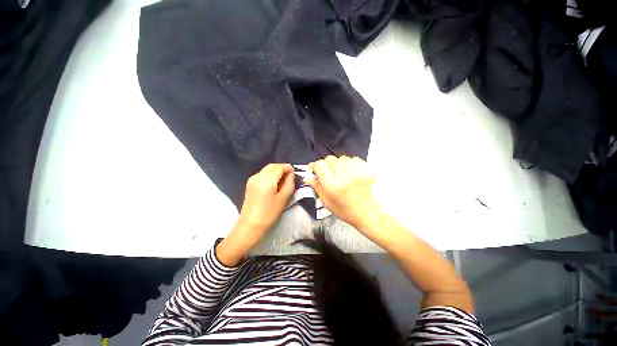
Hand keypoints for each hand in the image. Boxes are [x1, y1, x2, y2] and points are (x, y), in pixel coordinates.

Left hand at [217, 163, 294, 265]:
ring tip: (283, 180)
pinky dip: (270, 175)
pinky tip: (274, 183)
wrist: (250, 225)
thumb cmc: (269, 214)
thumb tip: (291, 175)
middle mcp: (258, 176)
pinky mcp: (250, 183)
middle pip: (272, 166)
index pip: (279, 167)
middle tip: (289, 176)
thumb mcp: (283, 199)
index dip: (287, 167)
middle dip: (282, 168)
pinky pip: (262, 174)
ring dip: (276, 171)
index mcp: (267, 180)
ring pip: (267, 169)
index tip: (294, 172)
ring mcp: (252, 179)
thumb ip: (289, 184)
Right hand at [304, 156, 380, 230]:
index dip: (314, 165)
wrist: (369, 214)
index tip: (314, 168)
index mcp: (333, 185)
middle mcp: (344, 175)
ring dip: (338, 163)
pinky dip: (350, 163)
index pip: (319, 165)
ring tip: (340, 172)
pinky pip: (354, 159)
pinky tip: (350, 171)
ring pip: (342, 157)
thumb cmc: (346, 211)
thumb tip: (308, 177)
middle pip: (330, 159)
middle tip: (328, 172)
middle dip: (326, 164)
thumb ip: (316, 187)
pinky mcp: (367, 170)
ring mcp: (357, 171)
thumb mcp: (327, 202)